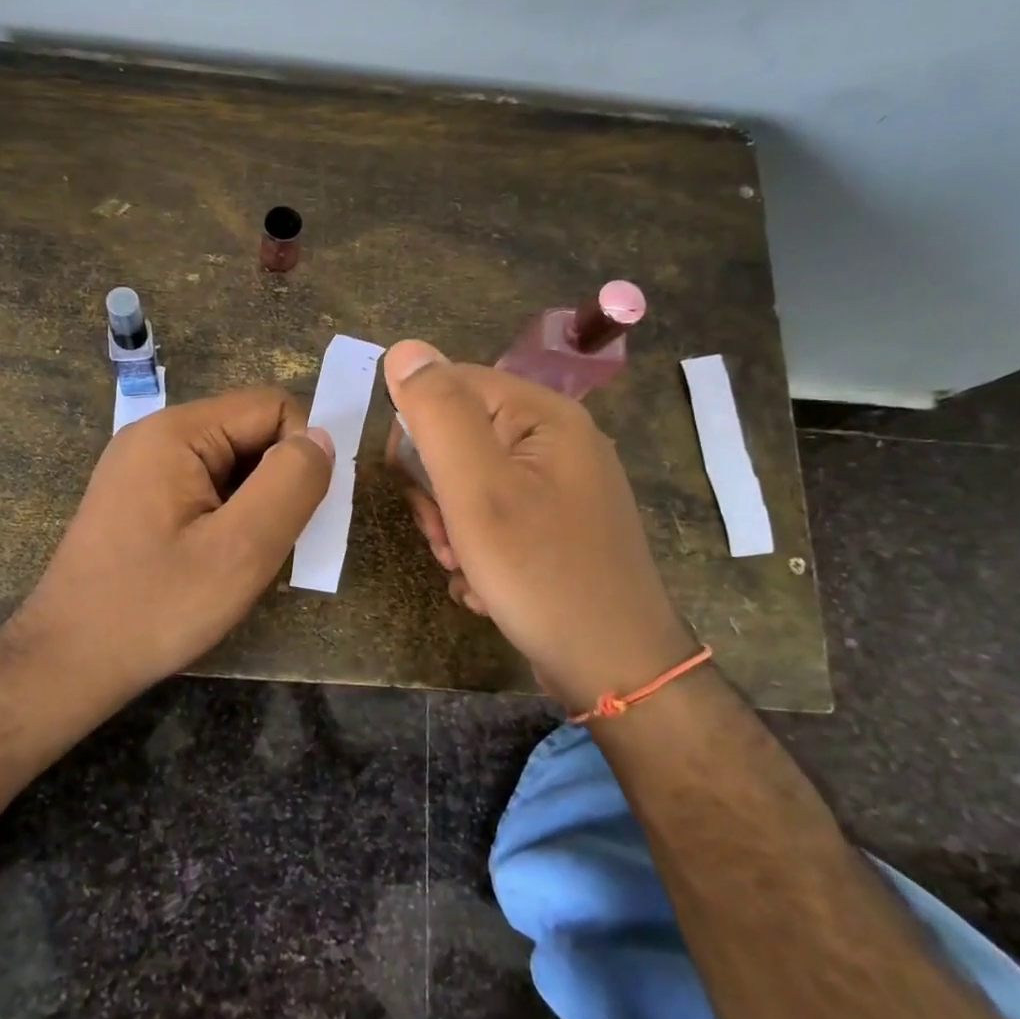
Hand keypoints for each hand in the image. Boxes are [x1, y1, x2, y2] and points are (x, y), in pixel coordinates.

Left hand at [7, 388, 333, 695]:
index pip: (272, 407)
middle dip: (277, 482)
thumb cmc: (156, 607)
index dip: (302, 453)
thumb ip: (291, 484)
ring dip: (254, 505)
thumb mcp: (241, 549)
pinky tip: (216, 561)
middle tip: (271, 546)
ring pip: (231, 464)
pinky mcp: (137, 497)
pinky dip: (227, 517)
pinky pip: (204, 488)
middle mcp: (155, 435)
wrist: (67, 661)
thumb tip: (321, 438)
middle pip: (250, 433)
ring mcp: (141, 467)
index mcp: (177, 432)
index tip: (301, 514)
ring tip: (243, 560)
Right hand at [382, 340, 695, 711]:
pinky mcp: (556, 526)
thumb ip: (439, 414)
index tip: (415, 487)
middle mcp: (557, 441)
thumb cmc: (542, 573)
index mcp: (544, 416)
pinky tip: (485, 586)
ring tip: (465, 568)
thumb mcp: (477, 490)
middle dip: (436, 493)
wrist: (614, 668)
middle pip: (460, 439)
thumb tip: (404, 350)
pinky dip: (478, 550)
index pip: (451, 386)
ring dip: (452, 528)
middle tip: (448, 539)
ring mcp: (560, 487)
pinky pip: (495, 518)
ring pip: (470, 485)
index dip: (417, 433)